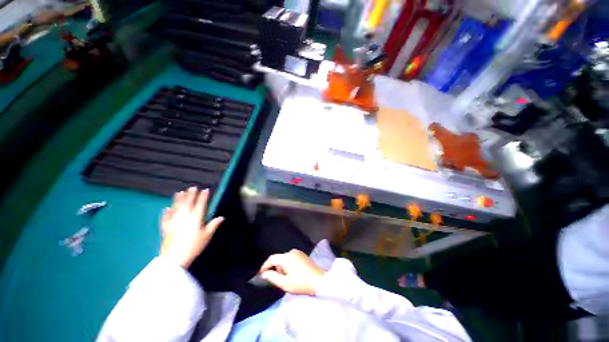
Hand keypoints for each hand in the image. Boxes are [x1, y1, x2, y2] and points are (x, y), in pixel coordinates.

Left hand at [160, 187, 223, 268]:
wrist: (174, 258)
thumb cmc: (194, 246)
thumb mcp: (207, 236)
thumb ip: (213, 225)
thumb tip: (222, 217)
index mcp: (195, 218)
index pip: (200, 204)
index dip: (203, 196)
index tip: (205, 190)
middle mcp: (184, 217)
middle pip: (187, 203)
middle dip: (191, 195)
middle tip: (192, 187)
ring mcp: (173, 221)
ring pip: (176, 207)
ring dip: (178, 199)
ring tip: (180, 192)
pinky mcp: (165, 228)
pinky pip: (165, 218)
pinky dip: (166, 212)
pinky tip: (166, 209)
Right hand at [259, 249, 325, 295]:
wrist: (319, 280)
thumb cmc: (301, 283)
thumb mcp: (285, 283)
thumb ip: (273, 277)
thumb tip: (264, 274)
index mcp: (286, 257)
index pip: (272, 258)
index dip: (265, 266)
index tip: (260, 274)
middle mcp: (291, 252)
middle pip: (279, 259)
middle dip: (275, 269)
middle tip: (276, 280)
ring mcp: (298, 252)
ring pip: (285, 259)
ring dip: (282, 268)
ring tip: (286, 279)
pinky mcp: (303, 255)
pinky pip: (291, 259)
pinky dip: (288, 265)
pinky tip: (293, 274)